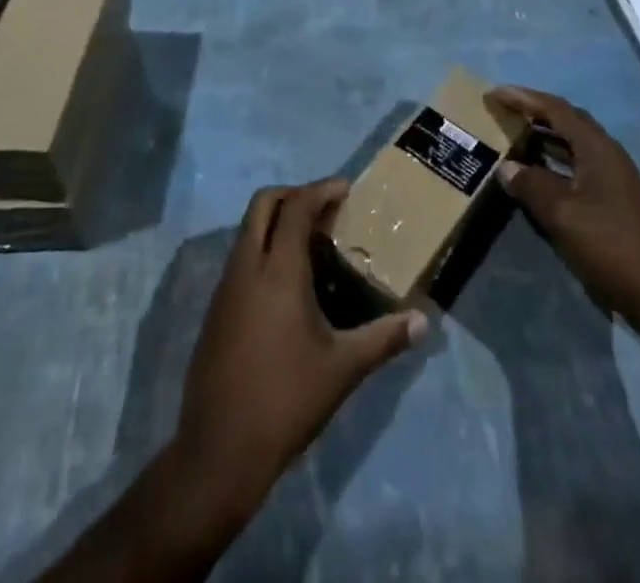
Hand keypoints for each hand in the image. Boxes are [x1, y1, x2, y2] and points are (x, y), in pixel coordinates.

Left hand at [172, 178, 427, 520]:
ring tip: (312, 243)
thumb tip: (423, 322)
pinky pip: (241, 258)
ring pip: (248, 230)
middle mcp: (246, 267)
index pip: (296, 207)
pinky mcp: (215, 310)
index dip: (321, 190)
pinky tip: (287, 283)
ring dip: (277, 222)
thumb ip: (383, 338)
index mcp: (277, 271)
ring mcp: (225, 288)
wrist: (219, 451)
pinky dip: (264, 249)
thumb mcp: (342, 369)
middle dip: (294, 194)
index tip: (347, 189)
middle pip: (263, 204)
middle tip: (327, 208)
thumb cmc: (286, 400)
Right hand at [491, 87, 639, 336]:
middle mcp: (608, 153)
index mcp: (598, 148)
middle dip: (534, 112)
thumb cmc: (607, 245)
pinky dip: (554, 161)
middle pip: (567, 121)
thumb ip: (531, 184)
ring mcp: (614, 176)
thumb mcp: (561, 213)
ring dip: (544, 138)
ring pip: (573, 144)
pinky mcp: (614, 198)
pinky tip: (536, 174)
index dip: (524, 98)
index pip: (556, 109)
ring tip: (513, 138)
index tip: (495, 93)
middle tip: (503, 111)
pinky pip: (577, 165)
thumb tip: (507, 167)